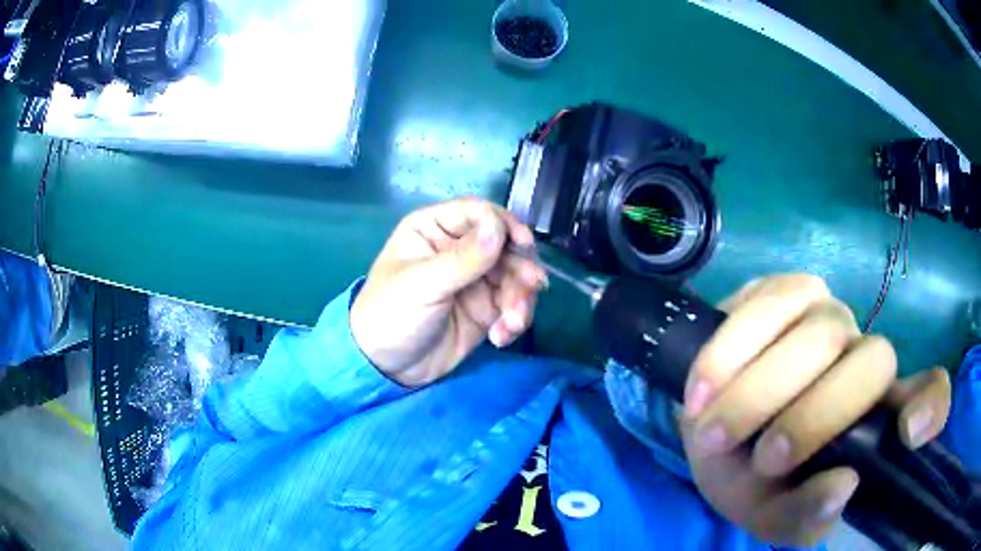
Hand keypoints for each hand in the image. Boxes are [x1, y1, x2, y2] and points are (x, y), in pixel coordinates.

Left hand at [350, 198, 546, 386]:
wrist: (386, 368)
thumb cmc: (390, 315)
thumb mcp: (423, 285)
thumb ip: (464, 258)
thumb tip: (499, 226)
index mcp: (435, 229)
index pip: (479, 214)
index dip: (505, 225)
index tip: (524, 245)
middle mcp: (458, 249)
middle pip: (505, 245)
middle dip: (520, 269)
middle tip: (528, 290)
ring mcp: (475, 280)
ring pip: (515, 277)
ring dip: (521, 298)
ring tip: (511, 323)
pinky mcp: (485, 309)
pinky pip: (512, 305)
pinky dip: (514, 320)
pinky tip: (499, 338)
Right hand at [681, 274, 951, 545]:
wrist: (707, 428)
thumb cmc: (751, 478)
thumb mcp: (773, 512)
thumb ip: (805, 516)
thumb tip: (842, 486)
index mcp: (873, 416)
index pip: (930, 394)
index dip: (930, 406)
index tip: (906, 434)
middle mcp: (863, 356)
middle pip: (873, 361)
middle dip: (816, 418)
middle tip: (763, 460)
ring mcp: (827, 315)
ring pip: (822, 333)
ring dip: (765, 391)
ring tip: (715, 432)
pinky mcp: (780, 291)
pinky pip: (768, 305)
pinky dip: (733, 352)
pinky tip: (703, 390)